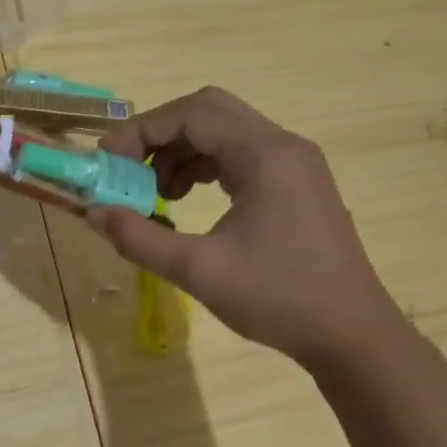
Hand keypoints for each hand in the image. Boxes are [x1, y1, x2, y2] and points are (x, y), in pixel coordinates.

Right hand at [87, 87, 405, 373]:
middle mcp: (283, 145)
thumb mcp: (198, 271)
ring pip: (224, 131)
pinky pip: (241, 154)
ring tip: (157, 195)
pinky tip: (187, 200)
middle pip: (208, 111)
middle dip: (160, 136)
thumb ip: (139, 238)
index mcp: (265, 155)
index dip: (141, 131)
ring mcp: (294, 162)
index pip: (191, 114)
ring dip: (181, 152)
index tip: (108, 162)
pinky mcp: (296, 183)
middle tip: (130, 171)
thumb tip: (93, 213)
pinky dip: (205, 166)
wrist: (352, 335)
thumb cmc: (278, 299)